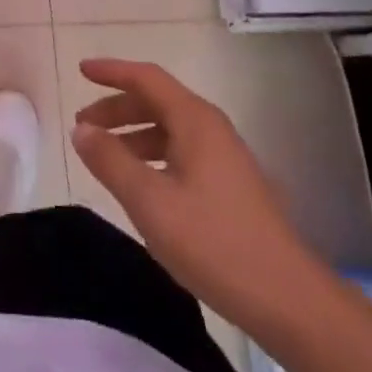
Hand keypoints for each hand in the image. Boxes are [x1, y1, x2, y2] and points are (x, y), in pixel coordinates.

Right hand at [70, 58, 329, 332]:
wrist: (290, 301)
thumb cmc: (215, 243)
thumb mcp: (150, 202)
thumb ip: (110, 160)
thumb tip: (81, 129)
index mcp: (195, 121)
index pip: (146, 78)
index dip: (112, 71)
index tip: (81, 70)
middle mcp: (211, 129)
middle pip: (157, 102)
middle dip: (117, 108)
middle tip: (83, 126)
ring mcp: (225, 158)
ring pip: (169, 130)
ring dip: (133, 134)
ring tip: (104, 156)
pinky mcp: (231, 186)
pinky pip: (181, 152)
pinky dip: (152, 155)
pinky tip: (141, 184)